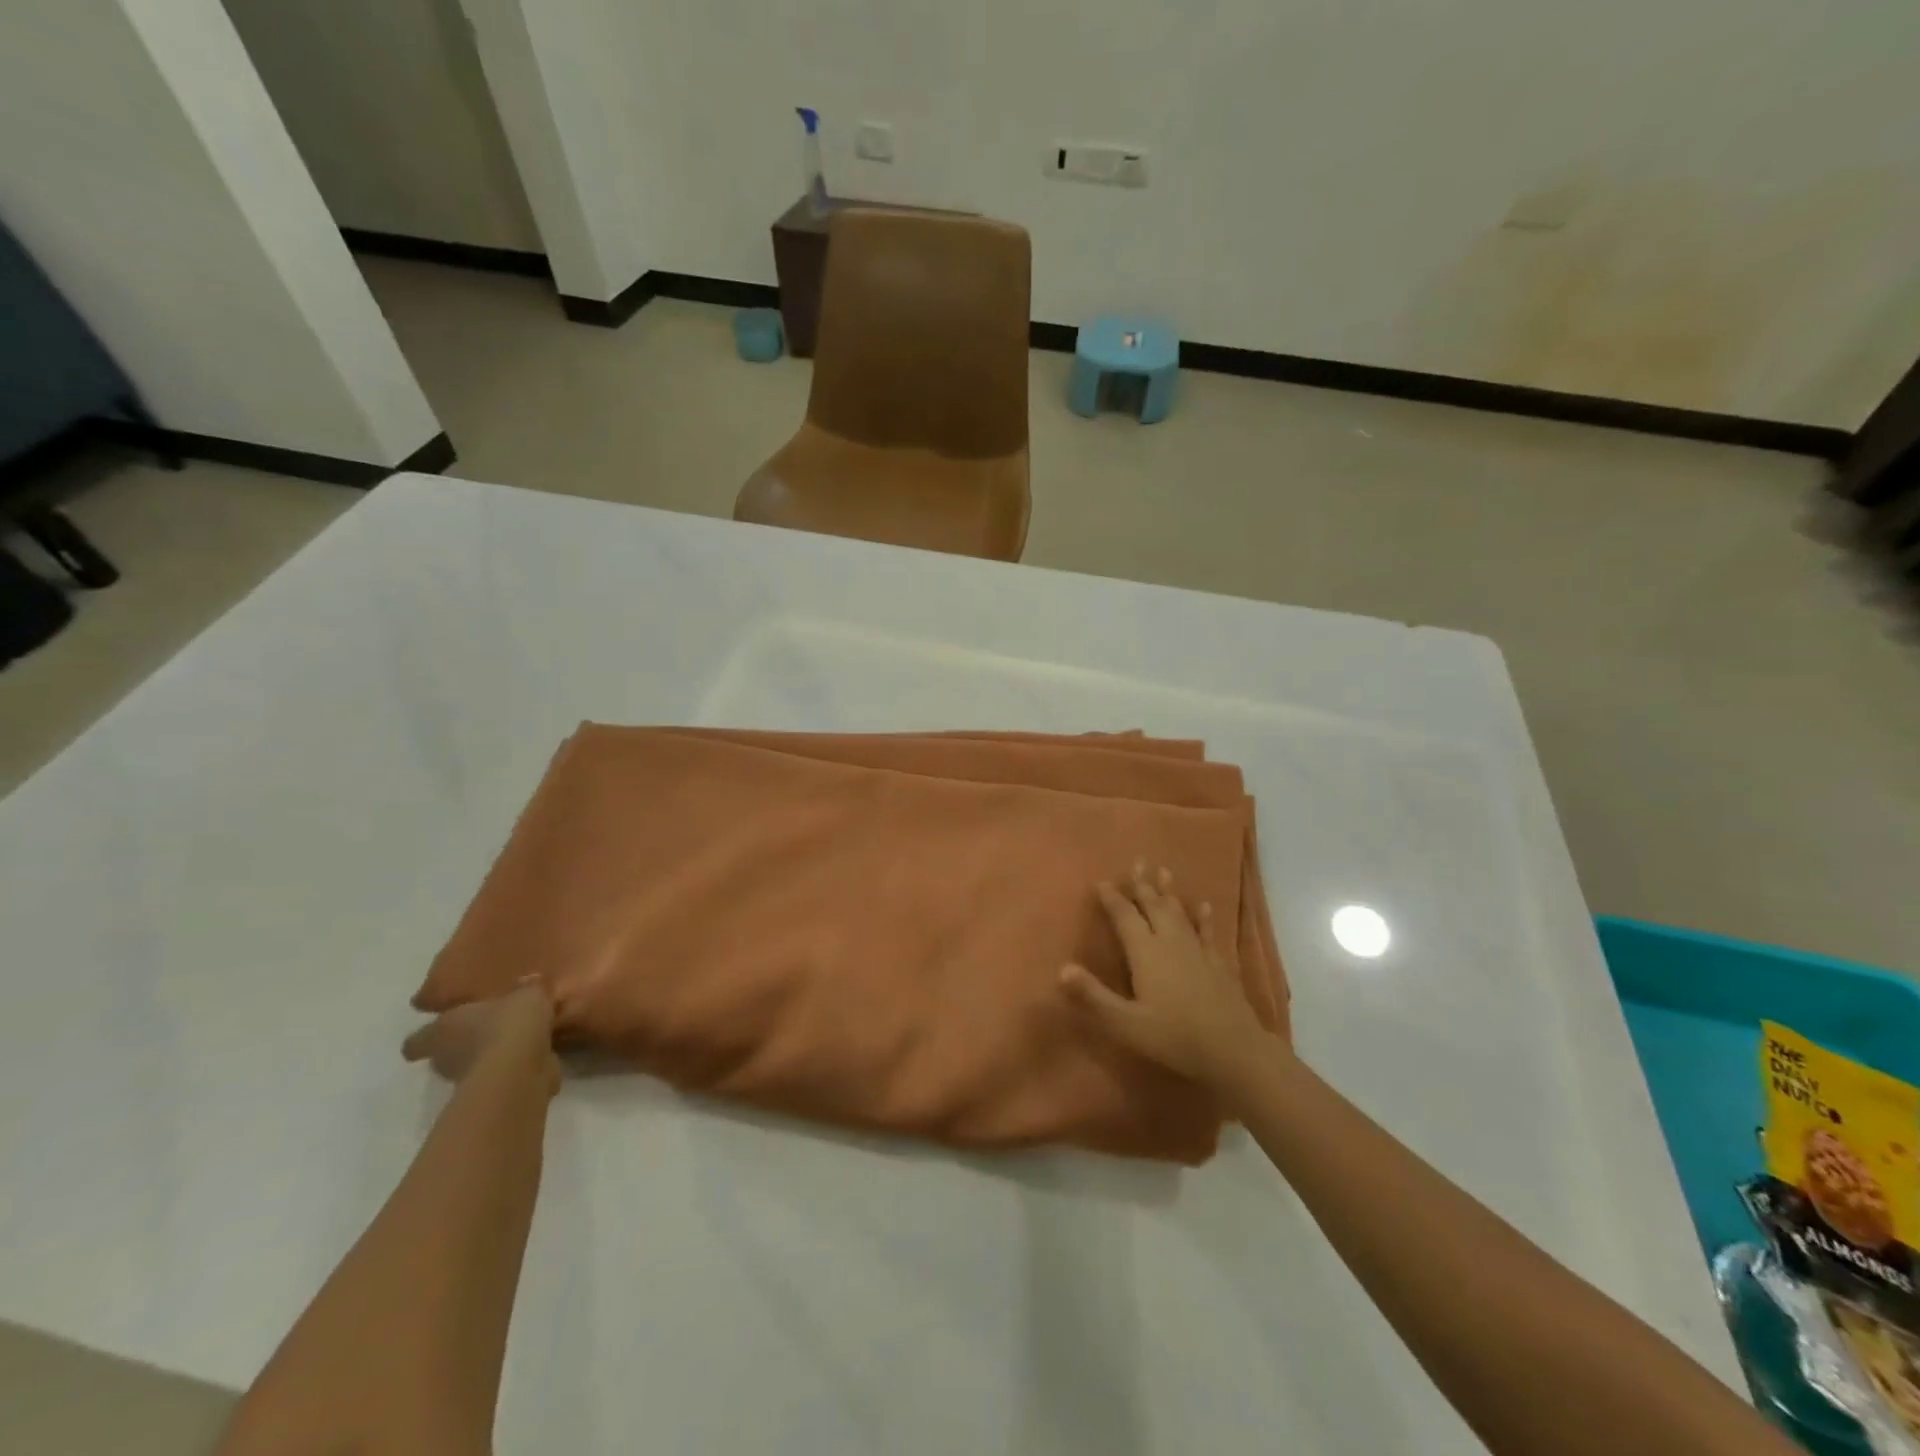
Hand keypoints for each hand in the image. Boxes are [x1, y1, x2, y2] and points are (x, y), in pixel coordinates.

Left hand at [402, 980, 559, 1089]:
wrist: (520, 1071)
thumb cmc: (509, 1024)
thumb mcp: (526, 994)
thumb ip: (526, 989)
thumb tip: (528, 981)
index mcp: (443, 1029)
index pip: (417, 1040)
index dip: (425, 1036)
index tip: (437, 1030)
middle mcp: (446, 1057)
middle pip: (444, 1054)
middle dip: (463, 1045)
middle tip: (486, 1031)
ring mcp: (466, 1081)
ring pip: (473, 1067)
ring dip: (488, 1059)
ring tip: (515, 1045)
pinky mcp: (490, 1097)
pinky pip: (500, 1079)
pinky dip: (512, 1072)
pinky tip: (532, 1061)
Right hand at [1061, 863, 1276, 1091]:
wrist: (1233, 1049)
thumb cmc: (1173, 1037)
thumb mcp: (1125, 1022)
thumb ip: (1093, 995)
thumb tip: (1062, 968)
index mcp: (1146, 952)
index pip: (1125, 917)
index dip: (1113, 899)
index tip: (1102, 881)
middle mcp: (1170, 942)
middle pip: (1154, 906)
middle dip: (1143, 885)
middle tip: (1138, 862)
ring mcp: (1197, 950)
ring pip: (1179, 913)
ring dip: (1169, 892)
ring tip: (1164, 871)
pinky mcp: (1218, 962)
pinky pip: (1207, 932)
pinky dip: (1203, 917)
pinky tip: (1204, 905)